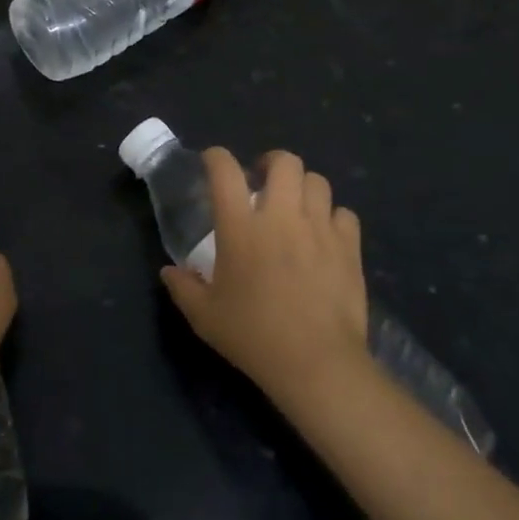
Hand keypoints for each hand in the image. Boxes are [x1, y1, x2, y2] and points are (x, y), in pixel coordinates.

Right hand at [160, 148, 370, 408]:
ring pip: (317, 181)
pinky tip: (324, 235)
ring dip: (303, 187)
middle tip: (263, 181)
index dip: (216, 157)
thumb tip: (169, 271)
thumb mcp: (204, 316)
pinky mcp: (349, 247)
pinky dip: (332, 217)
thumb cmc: (253, 336)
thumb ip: (183, 287)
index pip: (225, 170)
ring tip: (295, 206)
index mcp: (240, 227)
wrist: (316, 362)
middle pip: (284, 161)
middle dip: (271, 163)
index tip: (212, 162)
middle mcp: (281, 216)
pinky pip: (344, 214)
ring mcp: (319, 228)